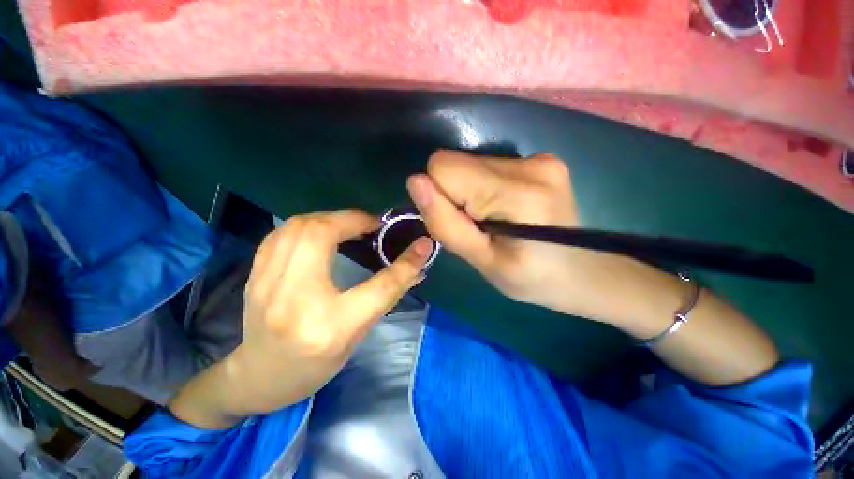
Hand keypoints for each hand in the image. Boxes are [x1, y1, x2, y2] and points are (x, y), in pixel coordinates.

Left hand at [213, 210, 431, 417]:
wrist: (259, 378)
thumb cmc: (315, 365)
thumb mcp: (357, 335)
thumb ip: (386, 296)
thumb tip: (415, 266)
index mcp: (330, 328)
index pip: (378, 288)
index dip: (405, 264)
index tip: (421, 243)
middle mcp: (294, 301)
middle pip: (322, 235)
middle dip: (353, 220)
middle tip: (373, 225)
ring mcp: (265, 285)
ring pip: (297, 226)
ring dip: (330, 217)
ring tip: (351, 225)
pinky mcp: (254, 275)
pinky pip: (282, 233)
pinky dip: (308, 223)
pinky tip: (322, 231)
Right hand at [406, 150, 778, 386]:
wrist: (584, 274)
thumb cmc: (532, 279)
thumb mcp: (482, 262)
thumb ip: (446, 223)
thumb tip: (415, 182)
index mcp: (516, 193)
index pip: (442, 166)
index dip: (439, 196)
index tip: (459, 223)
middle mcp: (529, 164)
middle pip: (456, 162)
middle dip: (455, 195)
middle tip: (479, 226)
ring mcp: (539, 158)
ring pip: (471, 164)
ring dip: (471, 193)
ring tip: (494, 221)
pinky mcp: (541, 159)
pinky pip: (489, 166)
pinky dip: (486, 188)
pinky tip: (506, 210)